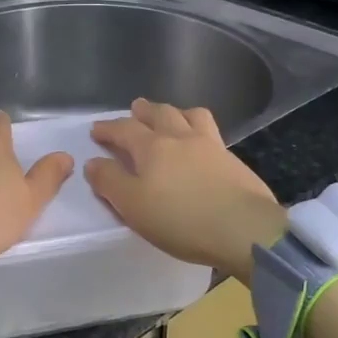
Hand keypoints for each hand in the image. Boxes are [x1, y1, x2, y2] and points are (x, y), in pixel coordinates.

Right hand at [83, 100, 287, 282]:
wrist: (243, 228)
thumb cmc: (180, 219)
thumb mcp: (133, 206)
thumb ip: (110, 182)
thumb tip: (93, 162)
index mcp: (152, 147)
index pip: (125, 129)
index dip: (108, 128)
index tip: (97, 130)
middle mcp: (181, 137)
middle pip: (160, 114)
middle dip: (144, 111)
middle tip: (135, 109)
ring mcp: (212, 146)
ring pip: (191, 116)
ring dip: (176, 112)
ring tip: (171, 117)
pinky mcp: (233, 161)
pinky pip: (211, 133)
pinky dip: (199, 129)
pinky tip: (200, 144)